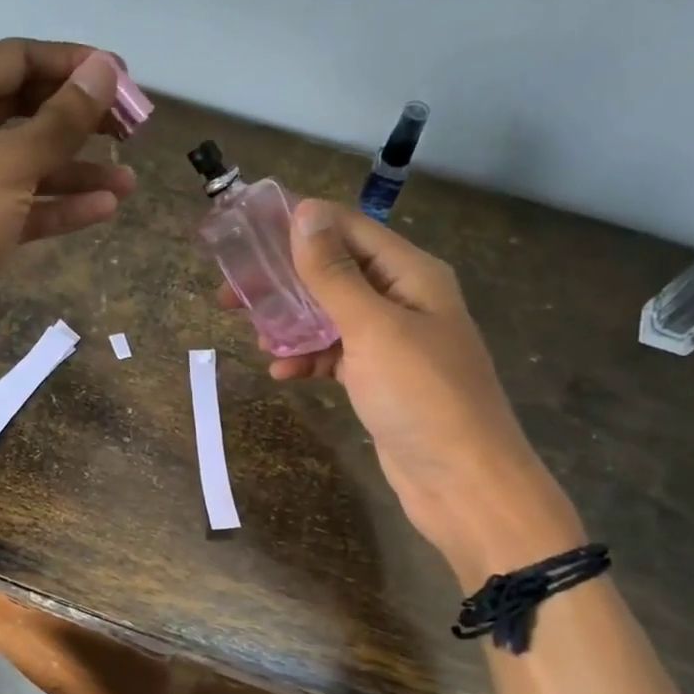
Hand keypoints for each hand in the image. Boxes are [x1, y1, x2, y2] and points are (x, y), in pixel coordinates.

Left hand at [0, 40, 135, 375]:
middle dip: (80, 119)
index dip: (72, 64)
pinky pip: (25, 207)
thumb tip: (104, 70)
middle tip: (131, 130)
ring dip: (78, 170)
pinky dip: (60, 206)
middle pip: (27, 111)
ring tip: (129, 181)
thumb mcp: (10, 163)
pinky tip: (103, 209)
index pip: (18, 59)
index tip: (123, 79)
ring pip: (30, 165)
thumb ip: (62, 120)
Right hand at [239, 200, 584, 586]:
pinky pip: (335, 355)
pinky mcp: (379, 378)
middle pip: (334, 273)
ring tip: (255, 339)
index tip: (245, 235)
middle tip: (231, 296)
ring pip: (329, 316)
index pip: (348, 229)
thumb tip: (304, 213)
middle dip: (284, 281)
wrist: (462, 480)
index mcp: (410, 273)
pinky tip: (282, 374)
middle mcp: (402, 299)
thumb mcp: (373, 328)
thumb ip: (334, 274)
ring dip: (291, 324)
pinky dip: (308, 360)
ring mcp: (391, 342)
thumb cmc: (421, 395)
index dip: (298, 226)